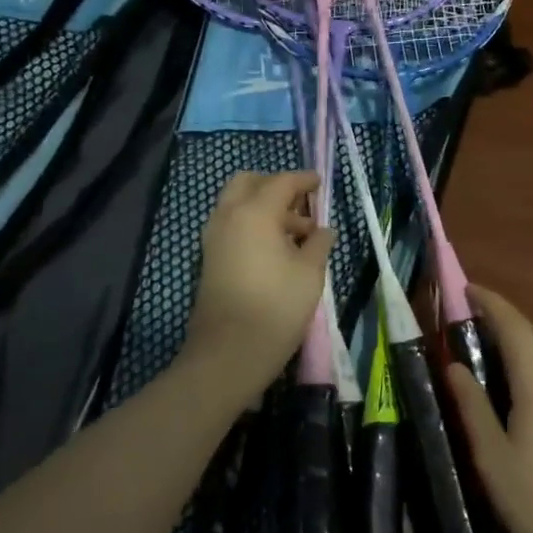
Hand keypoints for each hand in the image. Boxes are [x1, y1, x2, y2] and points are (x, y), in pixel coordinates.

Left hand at [182, 171, 334, 401]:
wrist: (228, 353)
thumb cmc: (276, 308)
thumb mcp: (310, 273)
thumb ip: (318, 244)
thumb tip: (323, 230)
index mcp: (254, 212)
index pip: (281, 182)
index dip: (304, 180)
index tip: (320, 183)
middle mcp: (228, 216)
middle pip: (249, 183)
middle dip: (275, 186)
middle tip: (301, 205)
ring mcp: (214, 237)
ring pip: (237, 204)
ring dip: (263, 207)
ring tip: (296, 234)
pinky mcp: (209, 257)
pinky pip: (231, 224)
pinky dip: (251, 224)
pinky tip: (276, 249)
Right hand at [447, 286, 532, 532]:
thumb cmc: (531, 500)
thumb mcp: (489, 455)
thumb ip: (472, 405)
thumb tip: (454, 366)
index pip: (516, 328)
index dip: (493, 303)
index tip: (469, 291)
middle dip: (514, 320)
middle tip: (481, 330)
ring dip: (530, 347)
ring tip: (498, 367)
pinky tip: (526, 409)